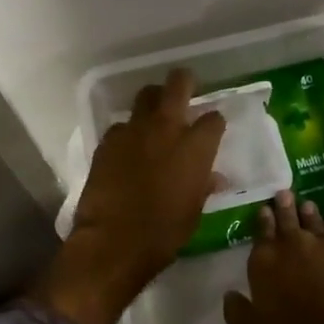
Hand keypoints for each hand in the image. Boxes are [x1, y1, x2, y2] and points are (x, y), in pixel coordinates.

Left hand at [29, 69, 224, 323]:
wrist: (113, 241)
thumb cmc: (164, 232)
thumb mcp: (194, 211)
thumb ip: (204, 185)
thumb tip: (212, 176)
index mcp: (196, 146)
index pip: (213, 118)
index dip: (214, 122)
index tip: (212, 129)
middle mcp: (167, 128)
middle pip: (178, 84)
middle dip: (185, 82)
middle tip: (186, 89)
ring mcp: (134, 130)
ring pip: (146, 96)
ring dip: (154, 102)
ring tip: (155, 116)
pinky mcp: (108, 140)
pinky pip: (122, 125)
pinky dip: (129, 132)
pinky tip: (129, 148)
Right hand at [223, 190, 323, 323]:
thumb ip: (237, 312)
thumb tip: (229, 294)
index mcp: (266, 261)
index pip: (261, 232)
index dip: (263, 220)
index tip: (264, 210)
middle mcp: (294, 244)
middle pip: (288, 218)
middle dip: (284, 206)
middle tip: (284, 194)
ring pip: (315, 220)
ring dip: (309, 213)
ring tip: (307, 205)